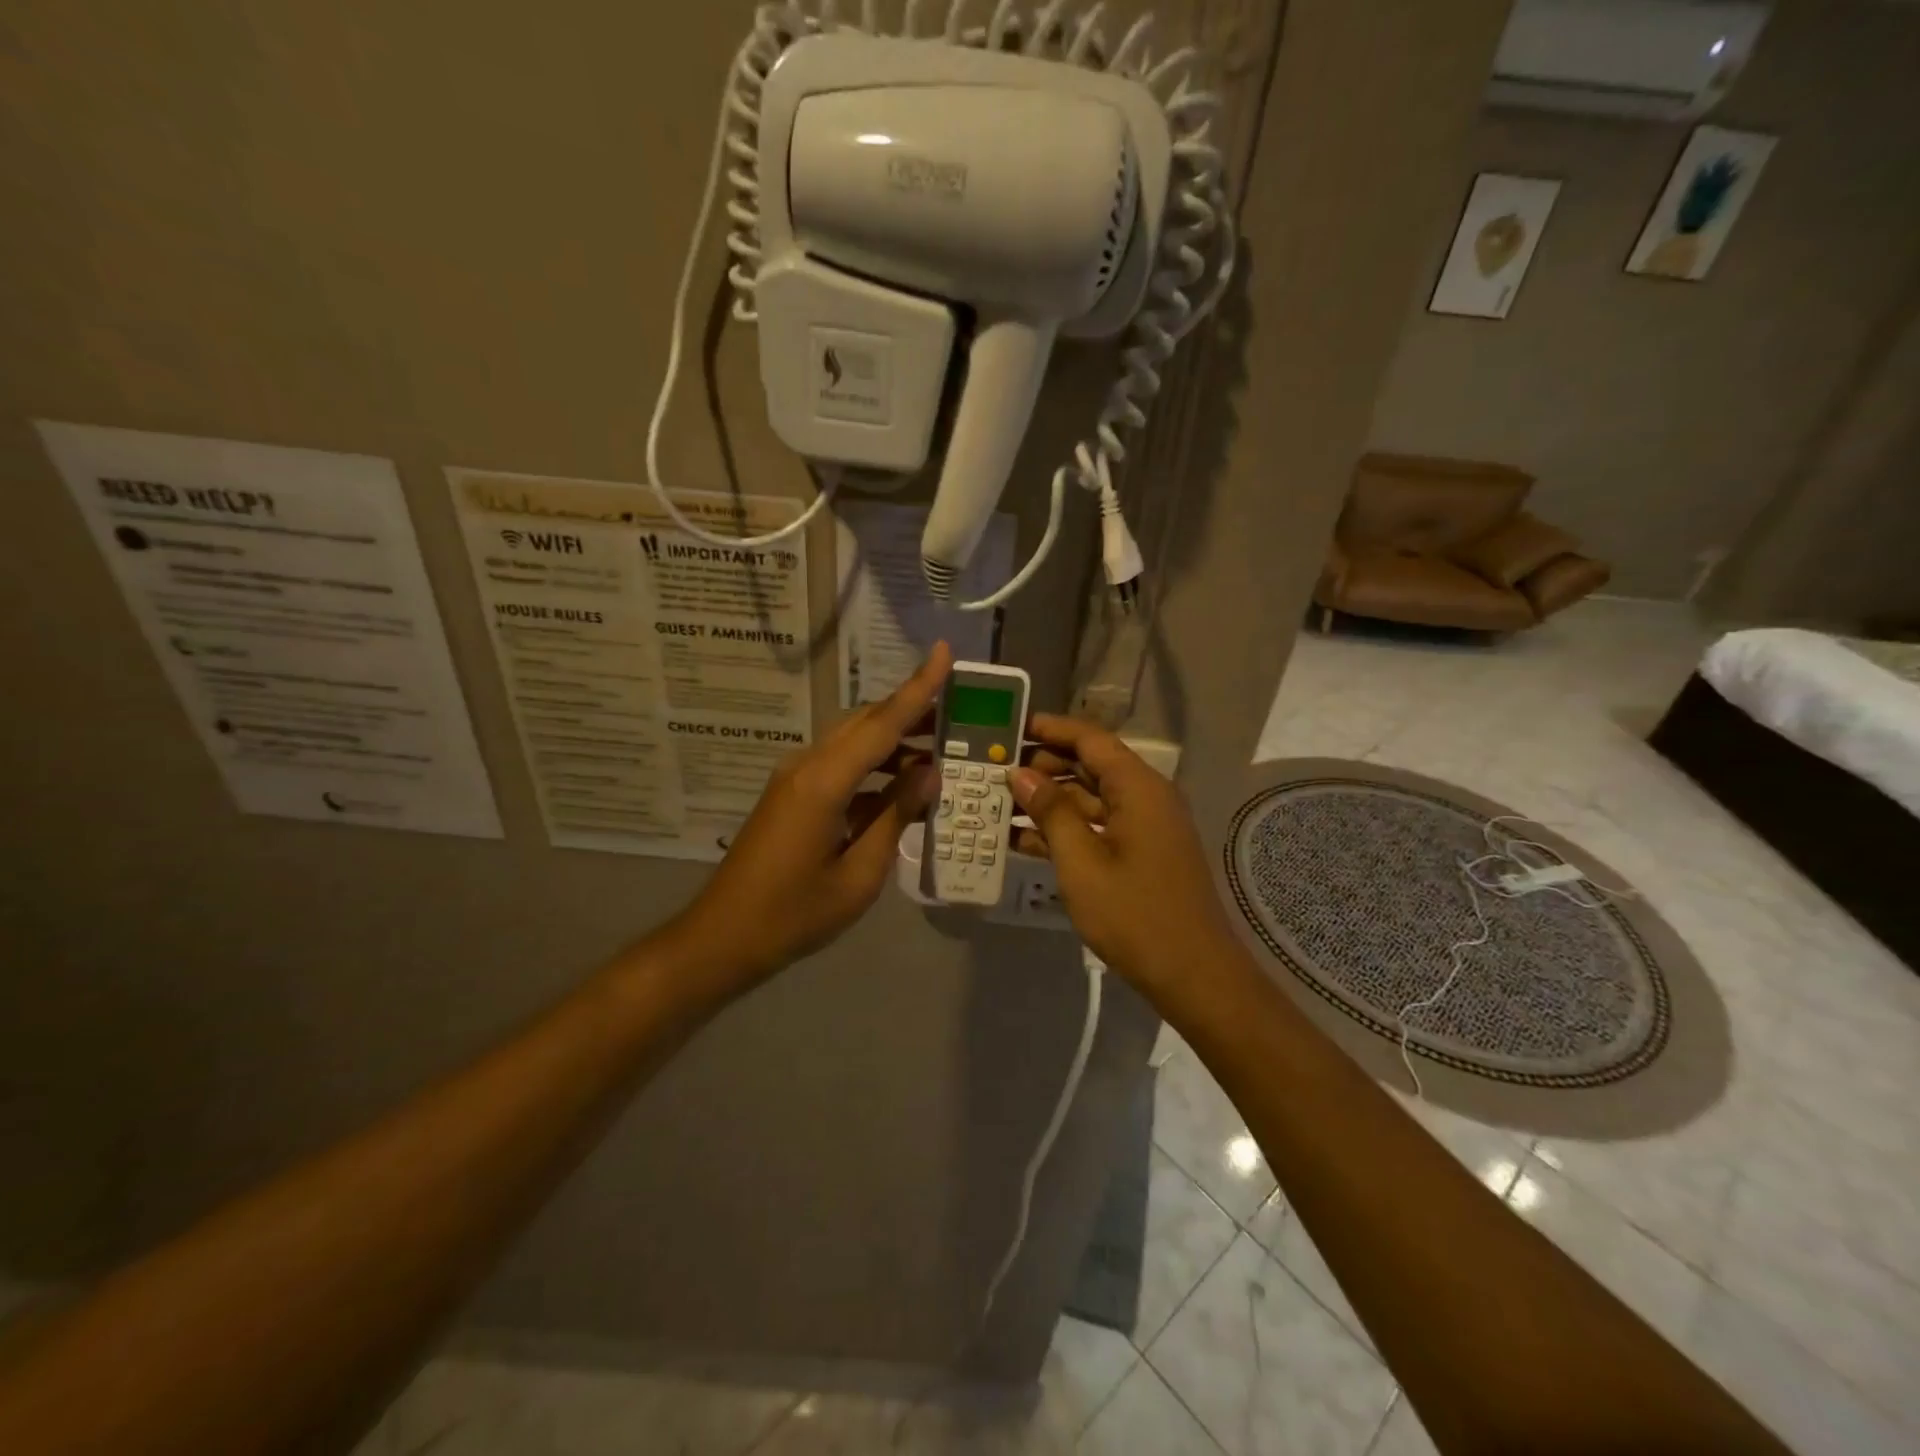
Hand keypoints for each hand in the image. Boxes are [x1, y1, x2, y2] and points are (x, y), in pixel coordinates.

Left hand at [665, 644, 952, 987]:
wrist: (723, 938)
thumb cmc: (794, 915)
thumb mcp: (860, 875)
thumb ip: (896, 816)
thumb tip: (929, 772)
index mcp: (823, 782)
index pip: (881, 723)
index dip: (918, 688)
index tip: (944, 652)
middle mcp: (807, 765)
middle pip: (866, 722)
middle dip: (913, 711)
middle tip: (960, 711)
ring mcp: (795, 777)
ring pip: (853, 741)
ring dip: (894, 741)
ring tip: (940, 749)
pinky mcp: (792, 794)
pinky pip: (840, 765)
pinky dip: (874, 767)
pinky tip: (901, 786)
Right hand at [1010, 715, 1241, 994]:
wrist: (1193, 975)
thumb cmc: (1135, 915)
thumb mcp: (1081, 862)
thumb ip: (1050, 812)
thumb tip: (1020, 774)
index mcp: (1138, 788)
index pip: (1090, 739)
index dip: (1049, 729)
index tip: (1009, 728)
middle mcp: (1145, 797)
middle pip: (1090, 765)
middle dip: (1043, 766)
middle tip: (995, 772)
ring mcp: (1145, 826)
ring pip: (1090, 798)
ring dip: (1049, 800)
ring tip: (1000, 803)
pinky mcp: (1141, 852)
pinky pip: (1098, 826)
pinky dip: (1066, 829)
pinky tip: (1023, 839)